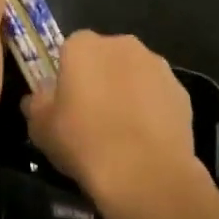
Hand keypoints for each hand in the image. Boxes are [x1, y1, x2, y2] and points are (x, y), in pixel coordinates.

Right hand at [23, 31, 209, 218]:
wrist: (144, 174)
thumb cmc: (83, 142)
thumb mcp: (40, 127)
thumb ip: (37, 104)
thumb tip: (39, 97)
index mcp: (83, 45)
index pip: (70, 49)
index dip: (67, 76)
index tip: (65, 103)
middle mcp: (122, 44)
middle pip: (105, 57)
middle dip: (100, 78)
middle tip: (91, 116)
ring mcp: (157, 66)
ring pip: (134, 74)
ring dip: (127, 92)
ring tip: (121, 133)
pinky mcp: (181, 92)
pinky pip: (158, 96)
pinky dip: (152, 110)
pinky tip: (145, 141)